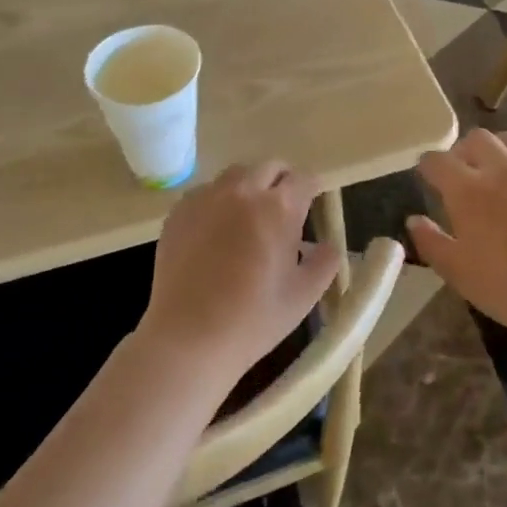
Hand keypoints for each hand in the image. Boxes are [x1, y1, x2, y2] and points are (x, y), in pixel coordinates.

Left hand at [141, 161, 341, 385]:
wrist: (188, 339)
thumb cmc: (253, 319)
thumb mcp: (304, 295)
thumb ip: (325, 262)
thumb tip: (327, 245)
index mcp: (279, 207)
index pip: (305, 179)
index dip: (312, 190)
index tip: (312, 206)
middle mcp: (243, 191)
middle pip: (270, 167)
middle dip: (282, 182)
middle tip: (283, 211)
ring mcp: (206, 198)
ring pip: (236, 175)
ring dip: (249, 187)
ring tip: (248, 218)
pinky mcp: (179, 212)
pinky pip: (205, 193)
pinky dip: (217, 202)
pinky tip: (215, 233)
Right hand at [409, 131, 506, 341]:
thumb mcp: (457, 272)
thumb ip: (430, 242)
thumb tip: (414, 220)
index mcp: (467, 190)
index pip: (437, 161)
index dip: (428, 167)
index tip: (427, 176)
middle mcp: (502, 168)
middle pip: (476, 139)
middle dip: (464, 151)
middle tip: (464, 172)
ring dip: (499, 149)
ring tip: (499, 168)